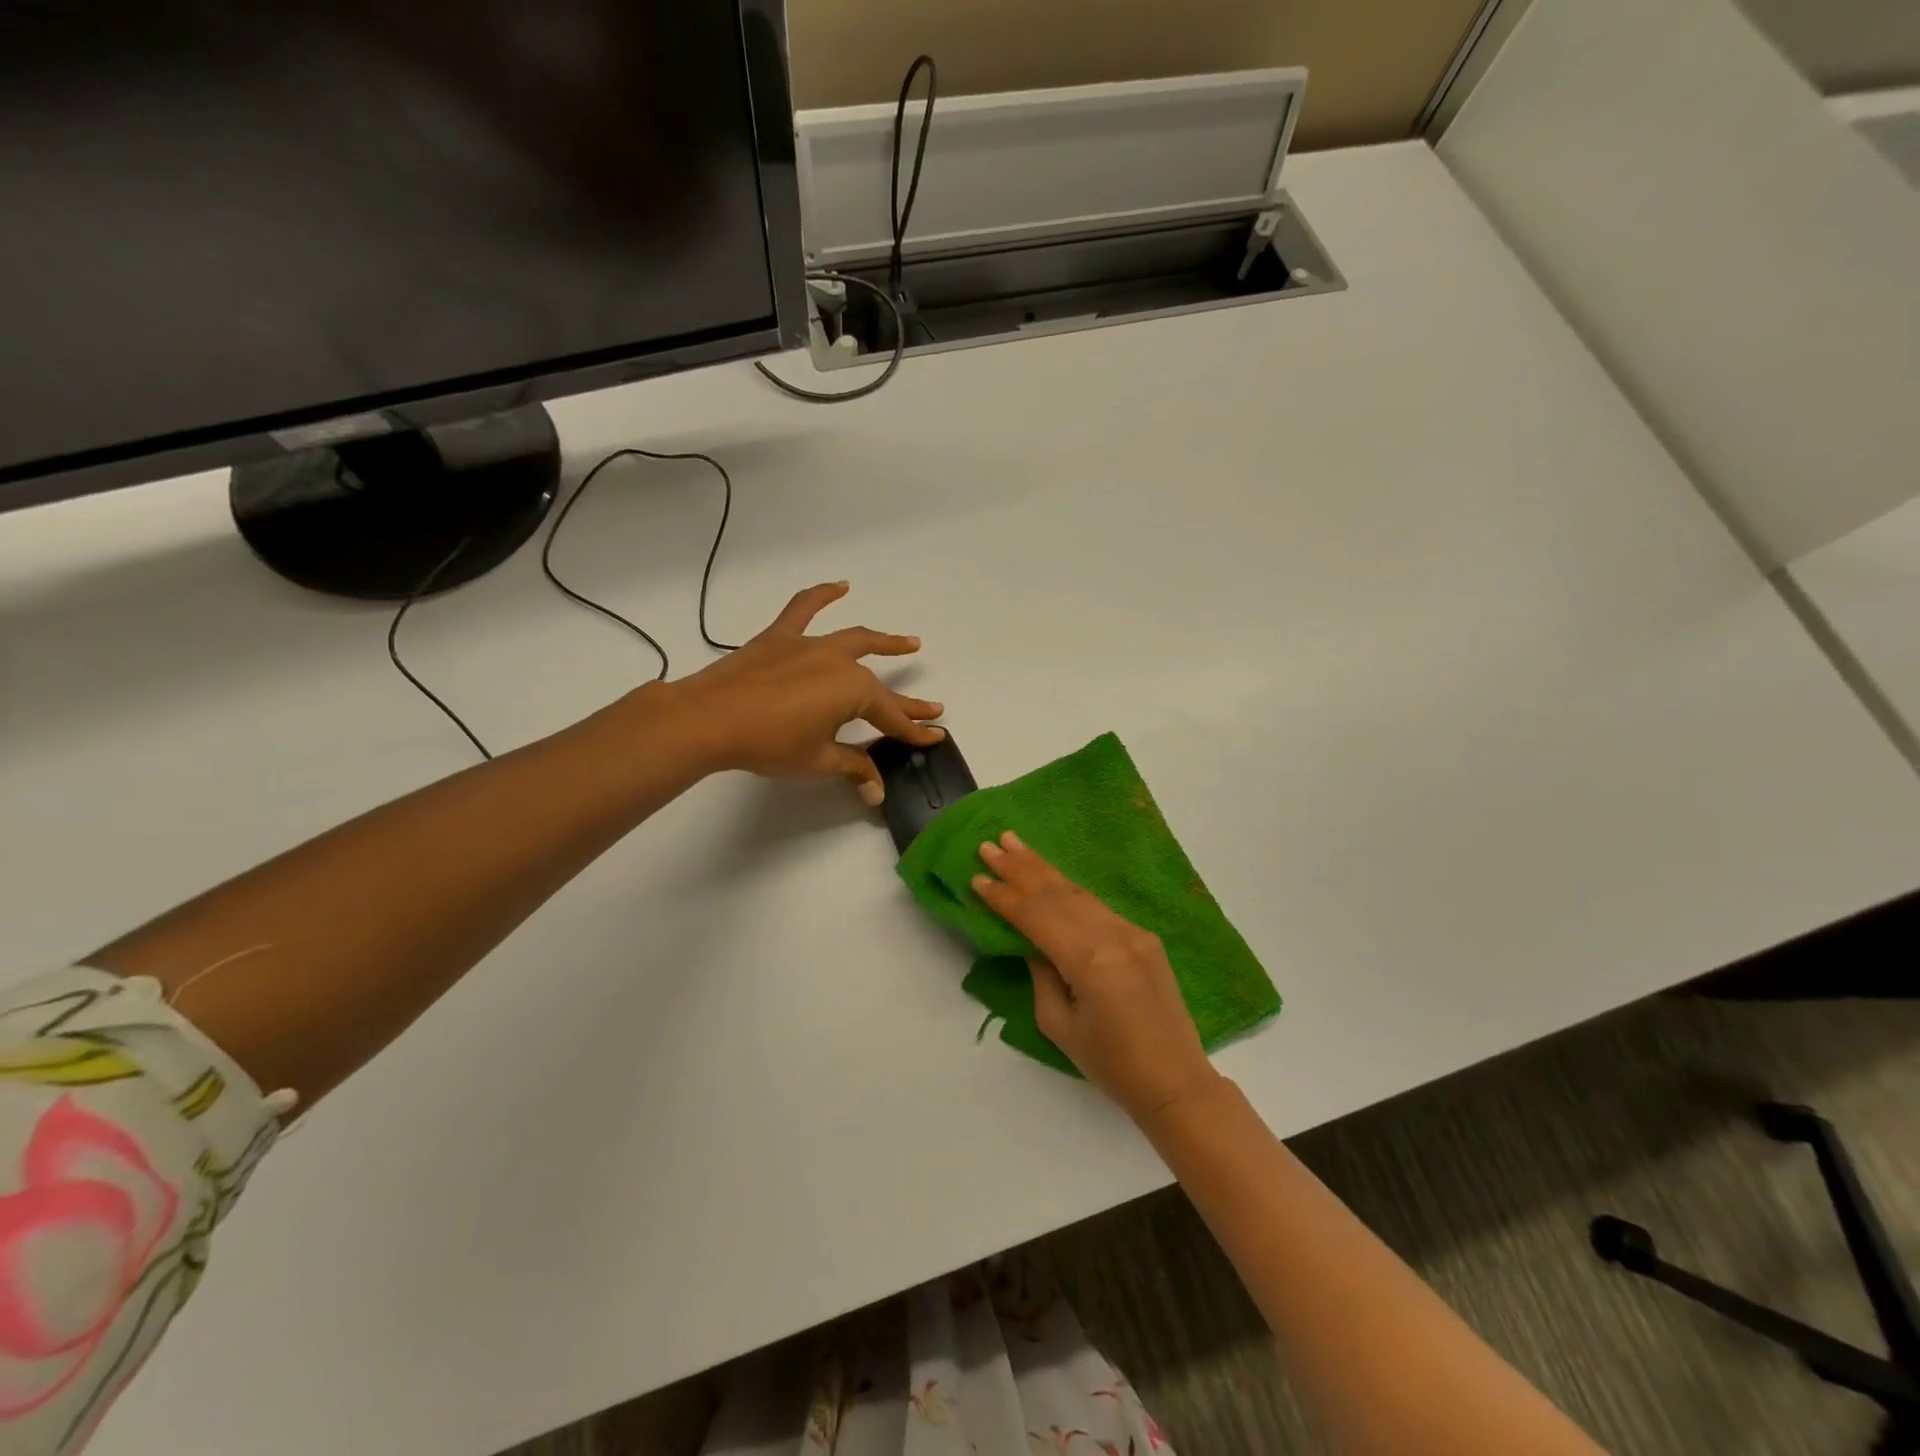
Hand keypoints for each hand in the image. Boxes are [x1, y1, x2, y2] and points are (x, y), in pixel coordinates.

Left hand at [663, 582, 943, 802]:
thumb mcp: (817, 761)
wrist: (710, 718)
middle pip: (879, 684)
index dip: (914, 730)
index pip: (891, 716)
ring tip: (909, 642)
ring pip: (855, 640)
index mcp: (853, 691)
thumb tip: (877, 791)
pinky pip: (804, 608)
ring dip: (884, 642)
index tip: (936, 735)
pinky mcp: (780, 638)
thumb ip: (853, 768)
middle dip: (906, 700)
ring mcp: (810, 645)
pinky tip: (840, 586)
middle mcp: (839, 662)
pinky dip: (823, 595)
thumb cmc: (769, 743)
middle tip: (931, 706)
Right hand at [971, 832, 1219, 1121]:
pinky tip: (1050, 877)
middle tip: (990, 845)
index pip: (1036, 916)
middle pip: (1057, 893)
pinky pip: (1097, 907)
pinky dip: (1069, 889)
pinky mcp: (1143, 936)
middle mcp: (1112, 935)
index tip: (976, 877)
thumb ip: (1040, 974)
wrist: (1175, 1080)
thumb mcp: (1058, 1024)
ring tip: (1014, 844)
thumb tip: (1030, 941)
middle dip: (1020, 868)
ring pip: (1078, 892)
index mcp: (1089, 960)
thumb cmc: (1110, 1064)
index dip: (1004, 897)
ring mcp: (1131, 931)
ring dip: (1043, 868)